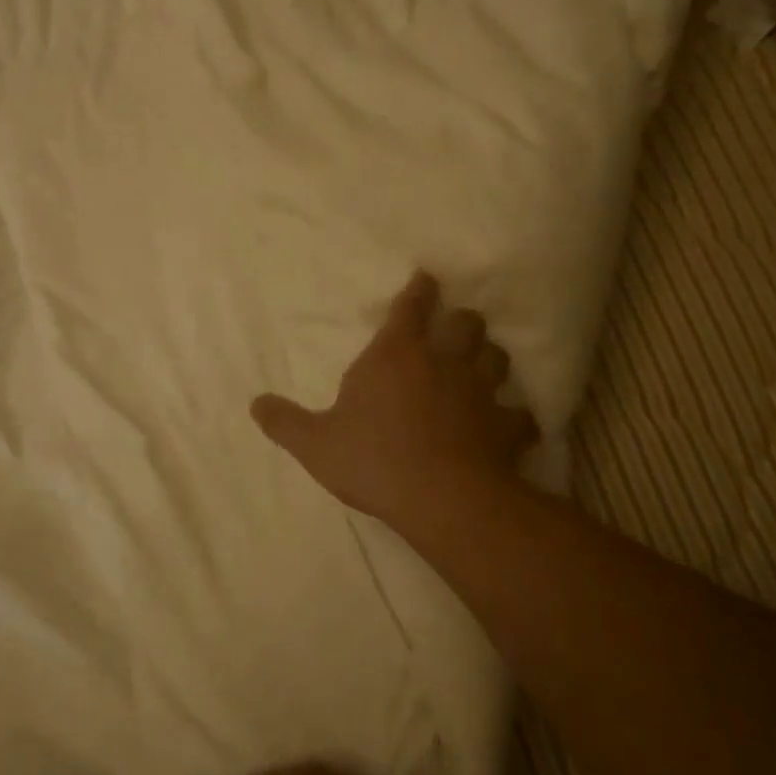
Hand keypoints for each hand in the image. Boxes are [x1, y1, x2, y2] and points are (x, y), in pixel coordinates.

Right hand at [252, 272, 537, 530]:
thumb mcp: (315, 443)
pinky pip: (520, 415)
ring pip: (497, 357)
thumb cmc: (372, 459)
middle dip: (462, 321)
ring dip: (490, 358)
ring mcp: (480, 392)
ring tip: (483, 365)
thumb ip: (285, 422)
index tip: (427, 278)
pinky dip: (516, 417)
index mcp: (396, 354)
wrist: (439, 496)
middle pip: (466, 323)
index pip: (412, 307)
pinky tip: (512, 425)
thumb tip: (255, 404)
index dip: (420, 290)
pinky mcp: (506, 426)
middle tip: (455, 329)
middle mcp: (443, 361)